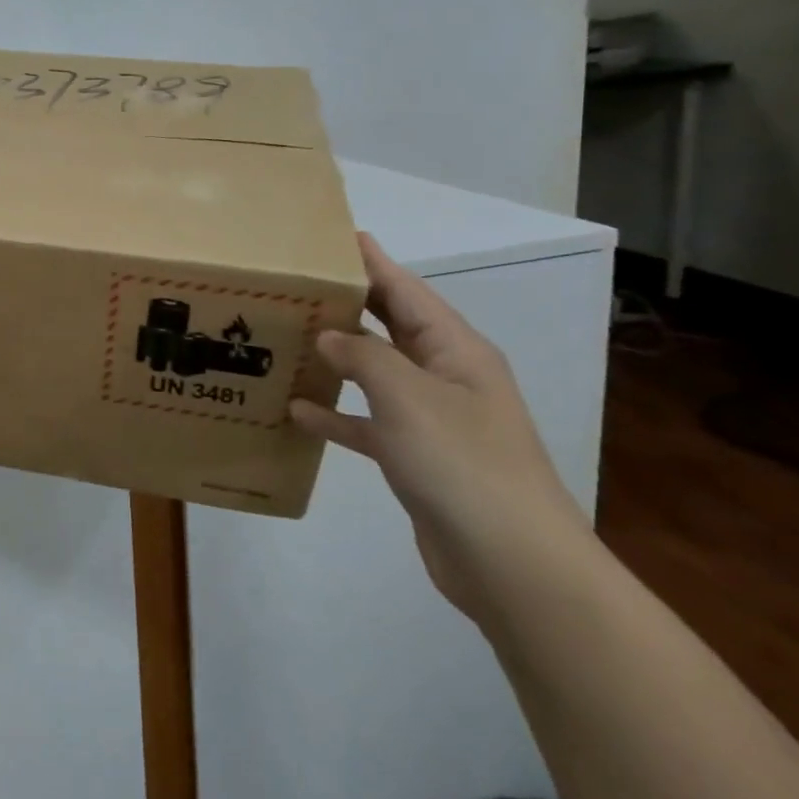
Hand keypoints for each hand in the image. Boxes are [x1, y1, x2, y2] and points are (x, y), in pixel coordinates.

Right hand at [289, 233, 588, 623]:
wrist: (511, 562)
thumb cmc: (462, 462)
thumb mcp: (406, 395)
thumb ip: (362, 355)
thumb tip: (328, 335)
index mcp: (455, 350)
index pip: (406, 290)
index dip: (372, 262)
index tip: (334, 235)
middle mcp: (446, 376)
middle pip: (391, 327)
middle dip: (349, 305)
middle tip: (297, 284)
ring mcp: (433, 419)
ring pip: (376, 374)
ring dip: (336, 358)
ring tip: (287, 339)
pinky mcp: (417, 457)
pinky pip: (369, 423)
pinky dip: (337, 415)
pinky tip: (298, 410)